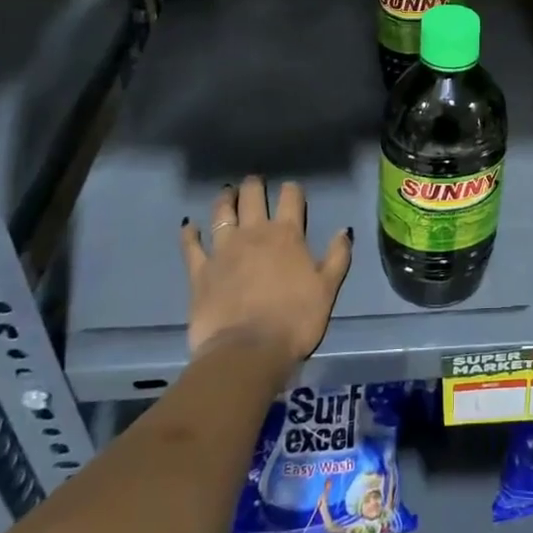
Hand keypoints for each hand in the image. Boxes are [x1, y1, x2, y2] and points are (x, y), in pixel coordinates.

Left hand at [181, 175, 352, 363]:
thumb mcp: (328, 289)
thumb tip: (344, 231)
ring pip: (221, 213)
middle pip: (252, 197)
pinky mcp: (199, 271)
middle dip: (254, 185)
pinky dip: (190, 233)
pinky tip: (189, 226)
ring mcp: (223, 250)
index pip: (290, 198)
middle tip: (254, 182)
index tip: (292, 189)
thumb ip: (338, 257)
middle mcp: (254, 233)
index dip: (292, 189)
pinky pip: (192, 246)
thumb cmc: (296, 319)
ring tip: (227, 193)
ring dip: (224, 199)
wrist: (248, 350)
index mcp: (288, 235)